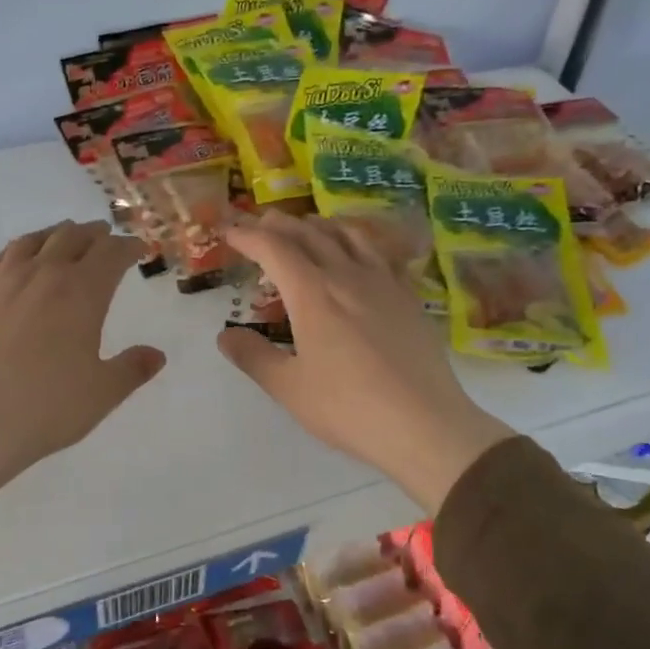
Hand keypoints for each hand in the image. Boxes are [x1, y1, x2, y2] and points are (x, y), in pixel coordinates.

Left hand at [0, 221, 164, 506]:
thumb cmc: (44, 409)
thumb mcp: (101, 395)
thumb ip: (131, 370)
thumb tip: (156, 355)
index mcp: (81, 293)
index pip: (111, 254)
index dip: (128, 247)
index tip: (138, 248)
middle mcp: (42, 275)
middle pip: (71, 238)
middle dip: (94, 235)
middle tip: (104, 237)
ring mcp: (0, 283)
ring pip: (32, 242)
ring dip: (54, 235)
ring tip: (63, 237)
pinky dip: (16, 251)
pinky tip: (15, 260)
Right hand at [216, 216, 514, 512]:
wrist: (424, 423)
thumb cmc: (349, 408)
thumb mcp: (289, 389)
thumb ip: (254, 357)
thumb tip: (225, 336)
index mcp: (312, 294)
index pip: (274, 248)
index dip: (248, 235)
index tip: (230, 232)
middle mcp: (347, 276)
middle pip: (310, 234)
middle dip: (281, 225)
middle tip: (261, 224)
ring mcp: (384, 283)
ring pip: (349, 235)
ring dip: (321, 225)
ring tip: (308, 228)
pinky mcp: (409, 297)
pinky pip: (380, 253)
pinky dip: (359, 241)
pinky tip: (360, 254)